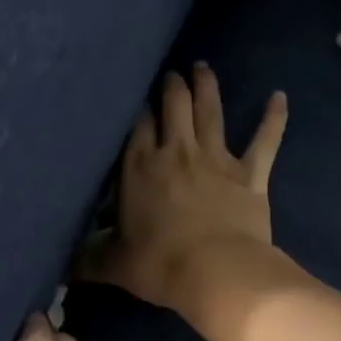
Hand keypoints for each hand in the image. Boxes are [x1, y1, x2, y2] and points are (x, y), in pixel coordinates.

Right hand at [81, 64, 287, 314]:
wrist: (217, 273)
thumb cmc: (159, 265)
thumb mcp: (113, 265)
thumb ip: (87, 260)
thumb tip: (61, 268)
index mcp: (140, 167)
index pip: (136, 125)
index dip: (135, 108)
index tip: (134, 99)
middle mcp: (177, 151)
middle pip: (173, 105)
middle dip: (170, 86)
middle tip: (170, 74)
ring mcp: (216, 159)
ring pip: (211, 112)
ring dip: (206, 87)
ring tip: (202, 67)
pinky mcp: (250, 173)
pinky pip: (265, 140)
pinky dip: (273, 118)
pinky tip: (279, 97)